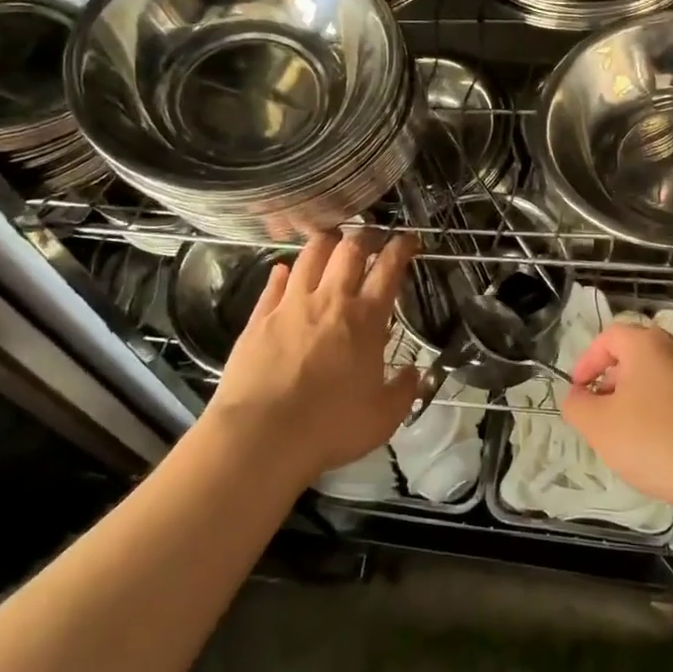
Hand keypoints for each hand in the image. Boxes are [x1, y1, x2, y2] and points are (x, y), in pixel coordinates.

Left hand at [208, 231, 420, 486]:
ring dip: (326, 242)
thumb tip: (413, 373)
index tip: (409, 240)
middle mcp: (329, 300)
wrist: (262, 436)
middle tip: (373, 236)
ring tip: (333, 239)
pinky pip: (274, 283)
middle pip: (349, 249)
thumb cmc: (330, 426)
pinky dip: (284, 272)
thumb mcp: (384, 417)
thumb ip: (404, 390)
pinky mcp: (259, 317)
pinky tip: (285, 270)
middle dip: (365, 235)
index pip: (388, 269)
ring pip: (310, 255)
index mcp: (365, 318)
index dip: (401, 248)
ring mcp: (291, 305)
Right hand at [559, 323, 672, 509]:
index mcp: (647, 344)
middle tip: (600, 413)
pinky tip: (659, 446)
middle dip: (611, 382)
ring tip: (627, 434)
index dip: (587, 361)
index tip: (578, 391)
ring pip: (658, 378)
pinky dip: (662, 413)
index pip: (609, 336)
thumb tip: (576, 397)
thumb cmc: (653, 440)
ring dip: (636, 399)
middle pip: (635, 355)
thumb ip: (577, 406)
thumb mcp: (598, 426)